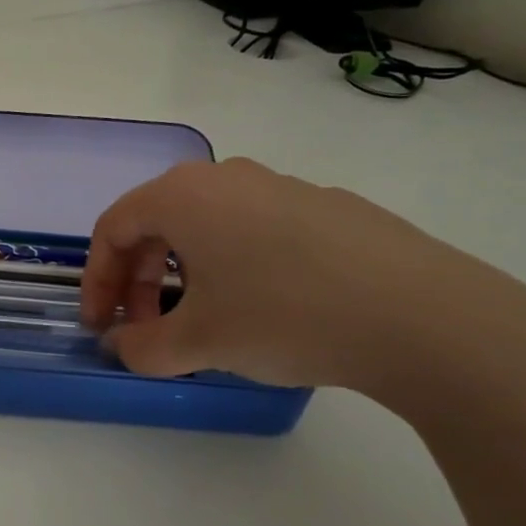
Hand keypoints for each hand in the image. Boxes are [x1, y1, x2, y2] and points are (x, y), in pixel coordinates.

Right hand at [82, 158, 525, 397]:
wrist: (428, 319)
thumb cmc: (286, 317)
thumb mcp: (198, 344)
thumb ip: (141, 347)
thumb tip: (123, 345)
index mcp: (182, 196)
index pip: (113, 229)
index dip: (96, 280)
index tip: (100, 325)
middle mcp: (226, 177)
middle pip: (157, 223)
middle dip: (140, 280)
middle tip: (145, 328)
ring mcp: (283, 187)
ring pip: (207, 226)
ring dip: (185, 273)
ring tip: (202, 322)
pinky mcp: (330, 208)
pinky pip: (256, 230)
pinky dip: (235, 266)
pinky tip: (265, 310)